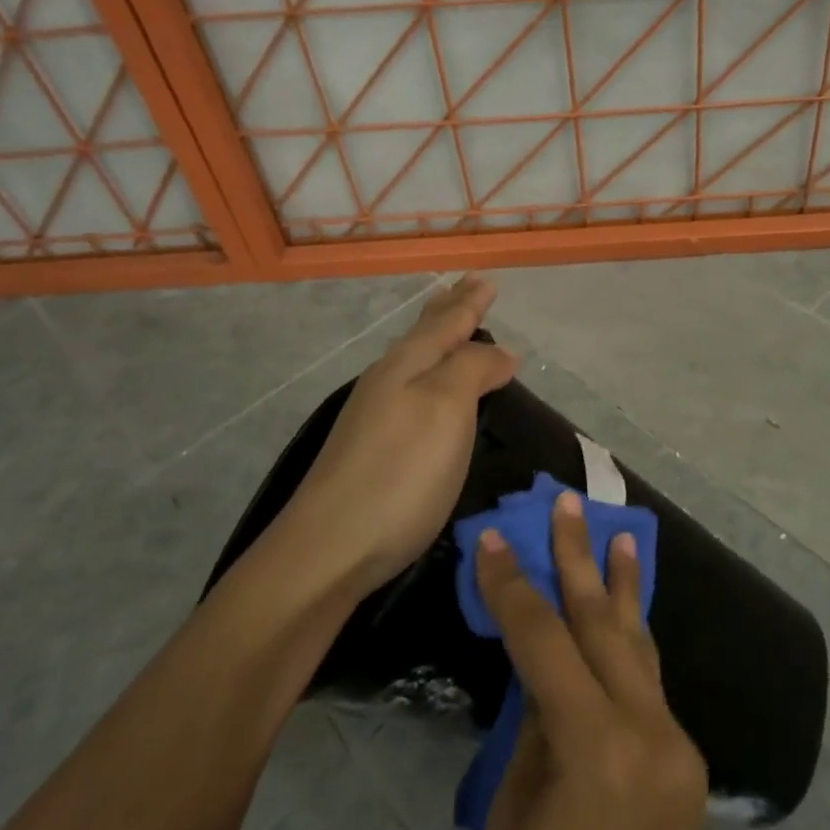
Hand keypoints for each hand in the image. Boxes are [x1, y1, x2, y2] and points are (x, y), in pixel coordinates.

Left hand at [285, 276, 517, 593]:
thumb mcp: (446, 409)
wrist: (330, 548)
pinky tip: (426, 384)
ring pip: (414, 360)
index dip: (469, 302)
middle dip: (450, 310)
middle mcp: (388, 381)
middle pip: (425, 336)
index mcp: (408, 365)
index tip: (486, 280)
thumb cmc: (400, 473)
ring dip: (437, 338)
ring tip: (451, 325)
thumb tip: (499, 350)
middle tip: (467, 287)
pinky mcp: (371, 447)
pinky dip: (428, 373)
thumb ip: (473, 369)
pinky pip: (408, 388)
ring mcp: (374, 415)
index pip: (447, 323)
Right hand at [475, 492, 707, 829]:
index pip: (545, 642)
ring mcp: (677, 746)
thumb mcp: (512, 820)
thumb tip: (541, 672)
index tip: (491, 538)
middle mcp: (650, 733)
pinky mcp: (686, 763)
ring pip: (640, 646)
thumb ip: (533, 731)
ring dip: (624, 588)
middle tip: (570, 503)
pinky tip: (627, 613)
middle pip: (604, 626)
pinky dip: (631, 642)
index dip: (513, 587)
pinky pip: (650, 684)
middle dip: (580, 559)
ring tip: (621, 534)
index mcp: (597, 748)